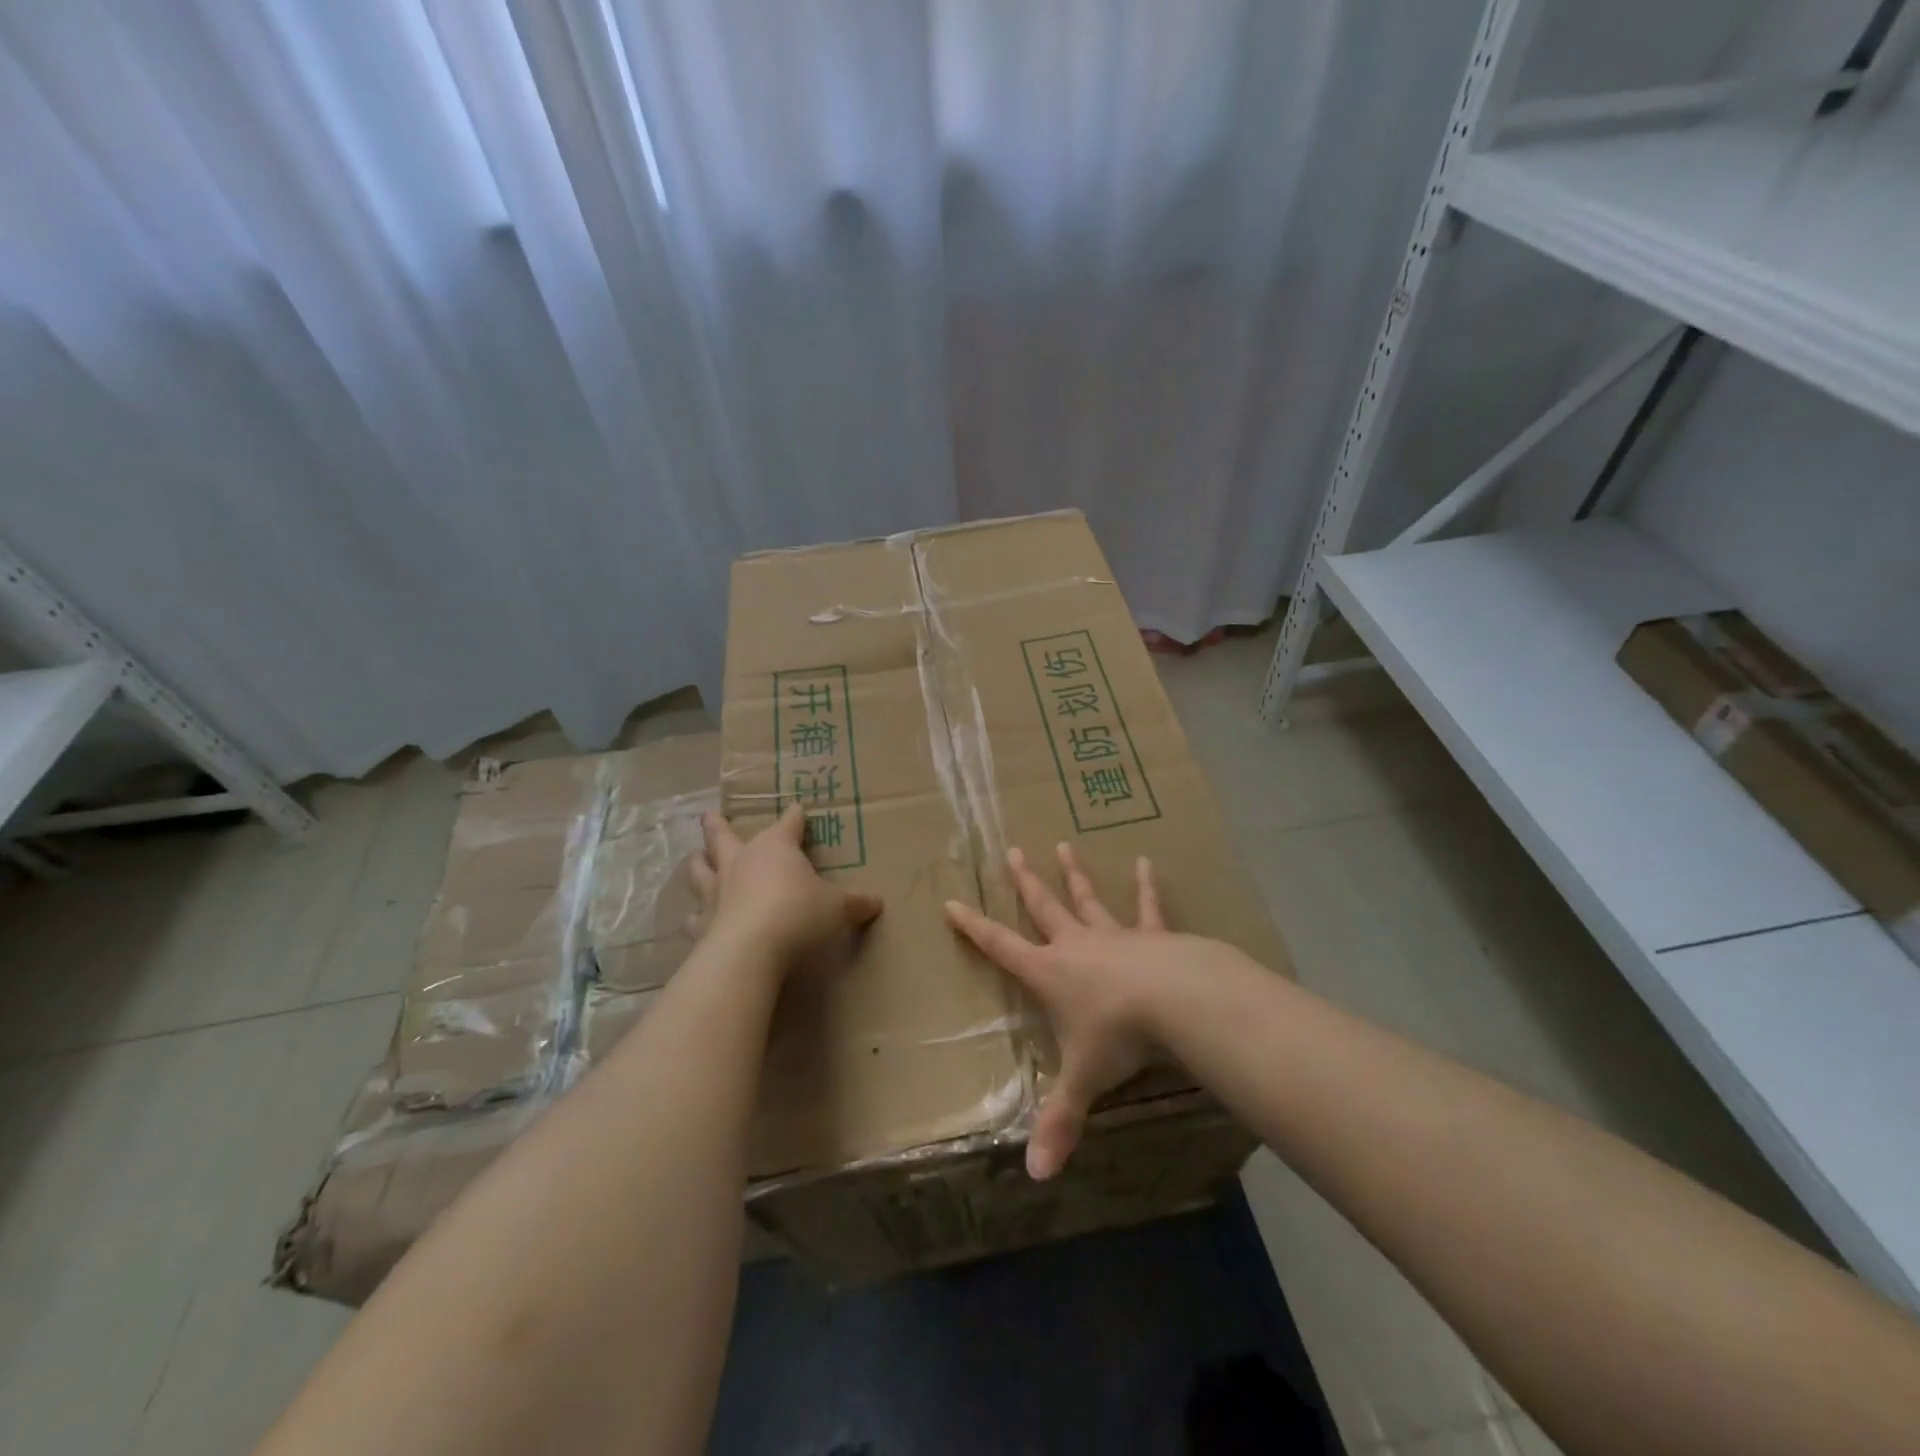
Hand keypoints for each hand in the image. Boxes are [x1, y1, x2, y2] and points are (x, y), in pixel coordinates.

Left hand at [688, 805, 881, 970]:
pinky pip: (694, 916)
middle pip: (724, 836)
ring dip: (698, 862)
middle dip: (718, 825)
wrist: (750, 950)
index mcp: (776, 848)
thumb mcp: (837, 908)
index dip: (795, 816)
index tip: (798, 808)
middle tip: (709, 816)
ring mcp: (716, 891)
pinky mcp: (702, 924)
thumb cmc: (798, 914)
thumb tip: (876, 902)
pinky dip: (695, 916)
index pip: (789, 823)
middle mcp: (741, 861)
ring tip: (695, 858)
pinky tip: (694, 919)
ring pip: (699, 869)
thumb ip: (855, 903)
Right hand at [945, 842, 1202, 1180]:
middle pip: (1044, 908)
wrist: (1176, 1000)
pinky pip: (1147, 907)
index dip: (974, 927)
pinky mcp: (1152, 934)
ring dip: (1074, 874)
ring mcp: (1114, 935)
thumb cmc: (1119, 1036)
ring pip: (1088, 899)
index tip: (952, 901)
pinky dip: (1147, 885)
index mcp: (1050, 973)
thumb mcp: (1084, 1080)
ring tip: (1064, 844)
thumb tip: (1036, 1175)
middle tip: (1012, 851)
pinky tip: (1146, 861)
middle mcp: (1077, 946)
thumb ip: (1060, 1123)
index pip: (1001, 947)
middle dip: (1026, 882)